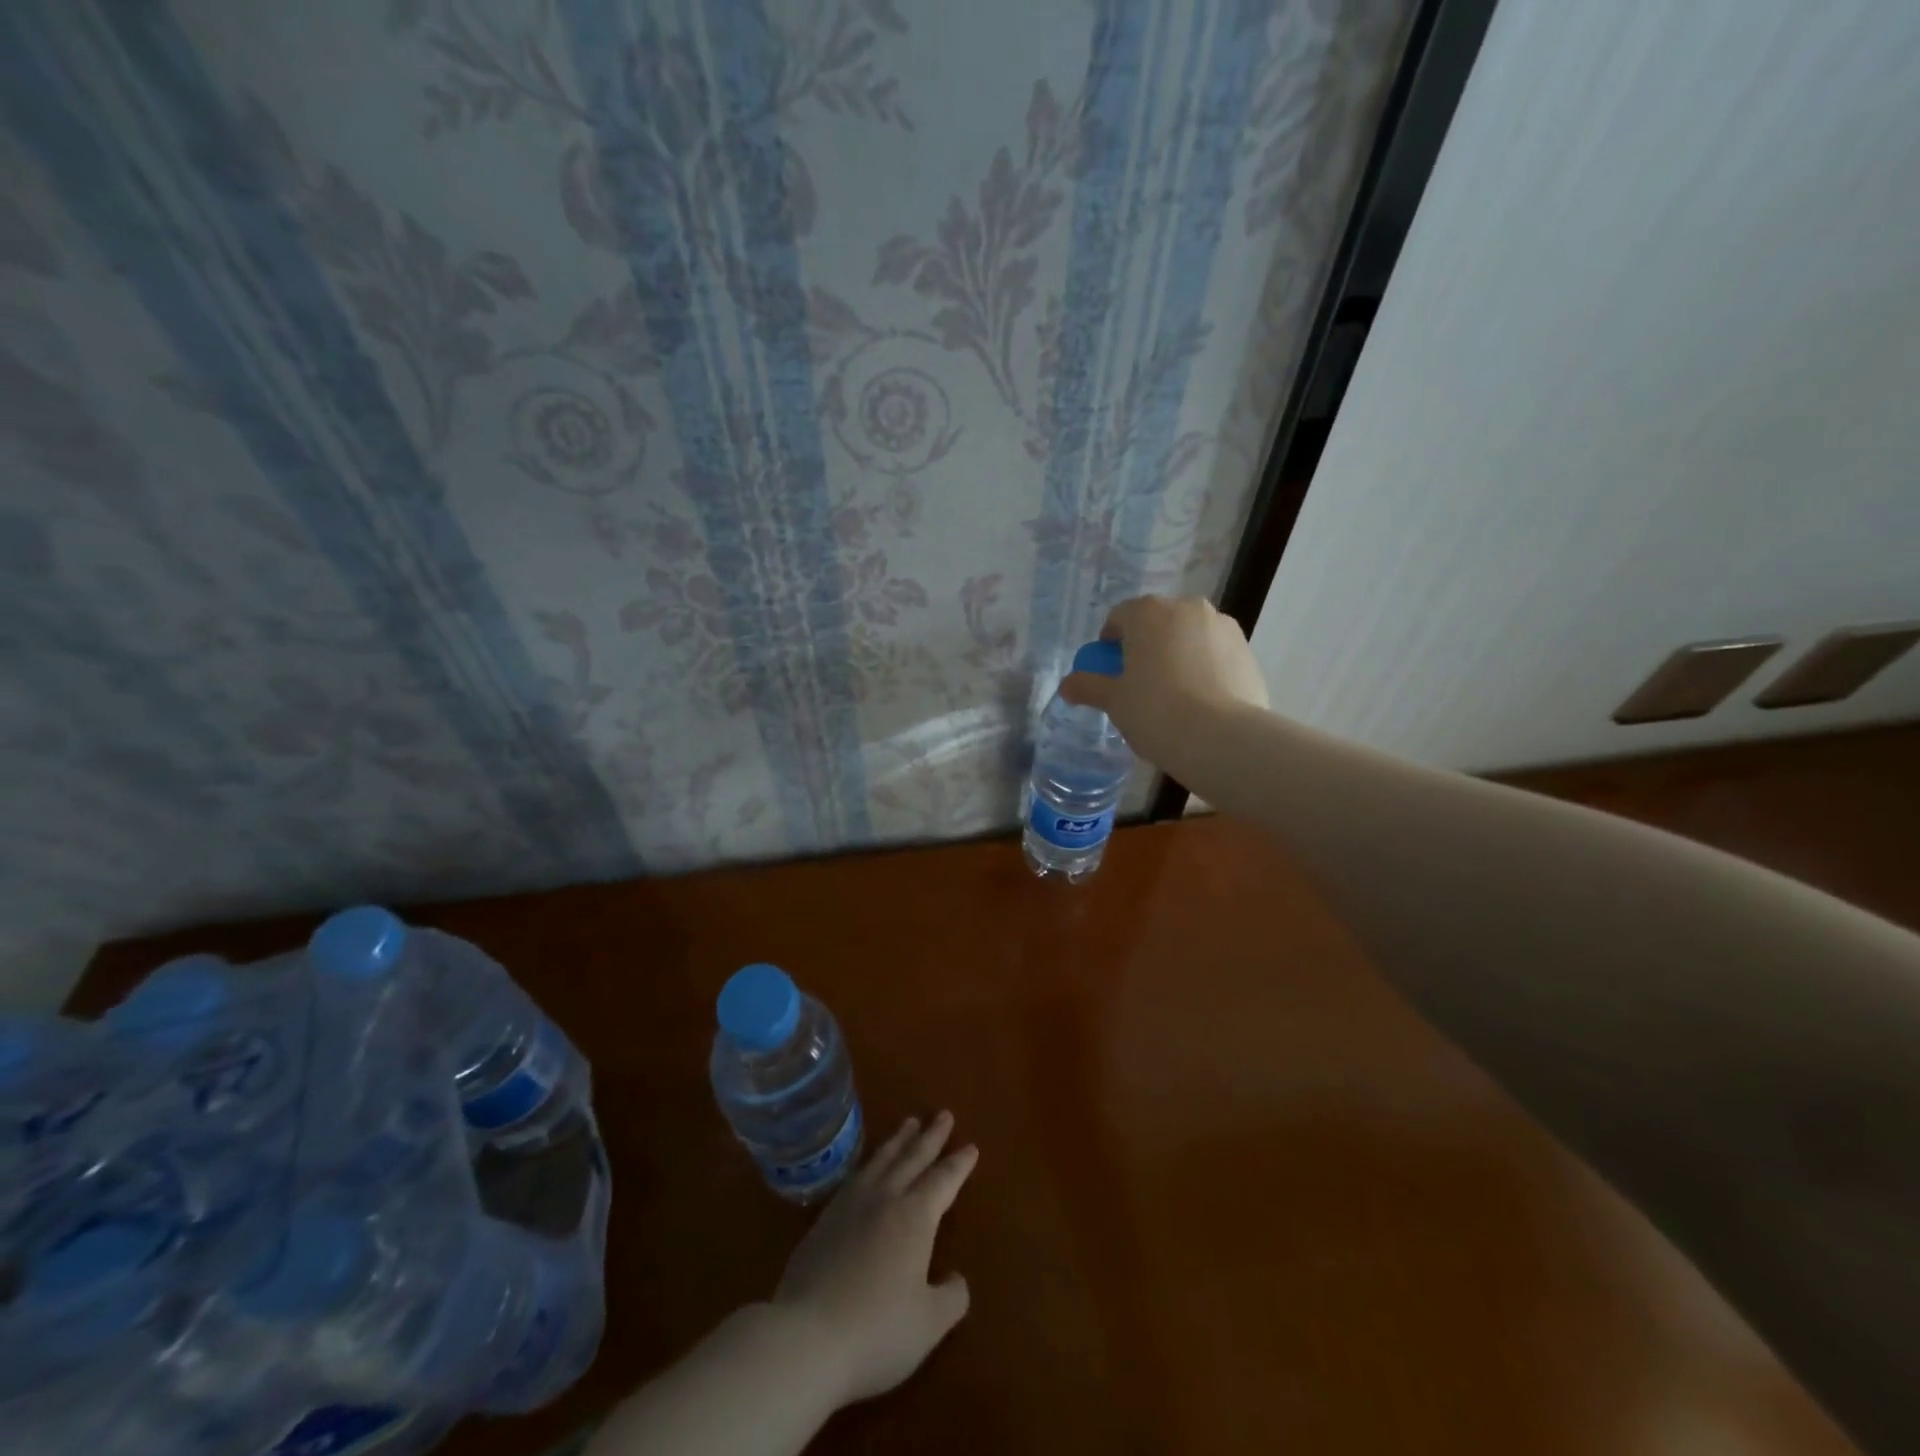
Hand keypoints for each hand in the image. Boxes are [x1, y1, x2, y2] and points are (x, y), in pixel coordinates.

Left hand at [773, 1113, 977, 1406]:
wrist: (806, 1336)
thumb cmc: (877, 1330)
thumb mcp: (929, 1324)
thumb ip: (951, 1298)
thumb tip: (956, 1279)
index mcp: (915, 1216)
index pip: (943, 1180)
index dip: (959, 1164)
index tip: (971, 1146)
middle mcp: (885, 1198)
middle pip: (912, 1158)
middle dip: (931, 1136)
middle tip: (943, 1114)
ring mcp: (851, 1204)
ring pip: (882, 1159)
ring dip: (899, 1139)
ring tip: (909, 1122)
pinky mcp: (825, 1218)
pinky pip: (856, 1175)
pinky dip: (870, 1161)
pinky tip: (869, 1164)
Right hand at [1060, 595, 1268, 774]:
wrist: (1223, 739)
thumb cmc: (1156, 712)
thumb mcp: (1114, 701)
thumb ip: (1088, 687)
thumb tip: (1067, 685)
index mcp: (1149, 612)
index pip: (1119, 617)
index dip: (1109, 644)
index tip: (1109, 672)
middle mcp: (1188, 608)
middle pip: (1157, 623)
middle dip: (1145, 646)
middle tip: (1138, 684)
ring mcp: (1223, 628)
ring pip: (1189, 637)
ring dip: (1177, 655)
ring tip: (1173, 696)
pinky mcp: (1248, 652)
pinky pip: (1214, 655)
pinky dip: (1204, 669)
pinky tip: (1200, 703)